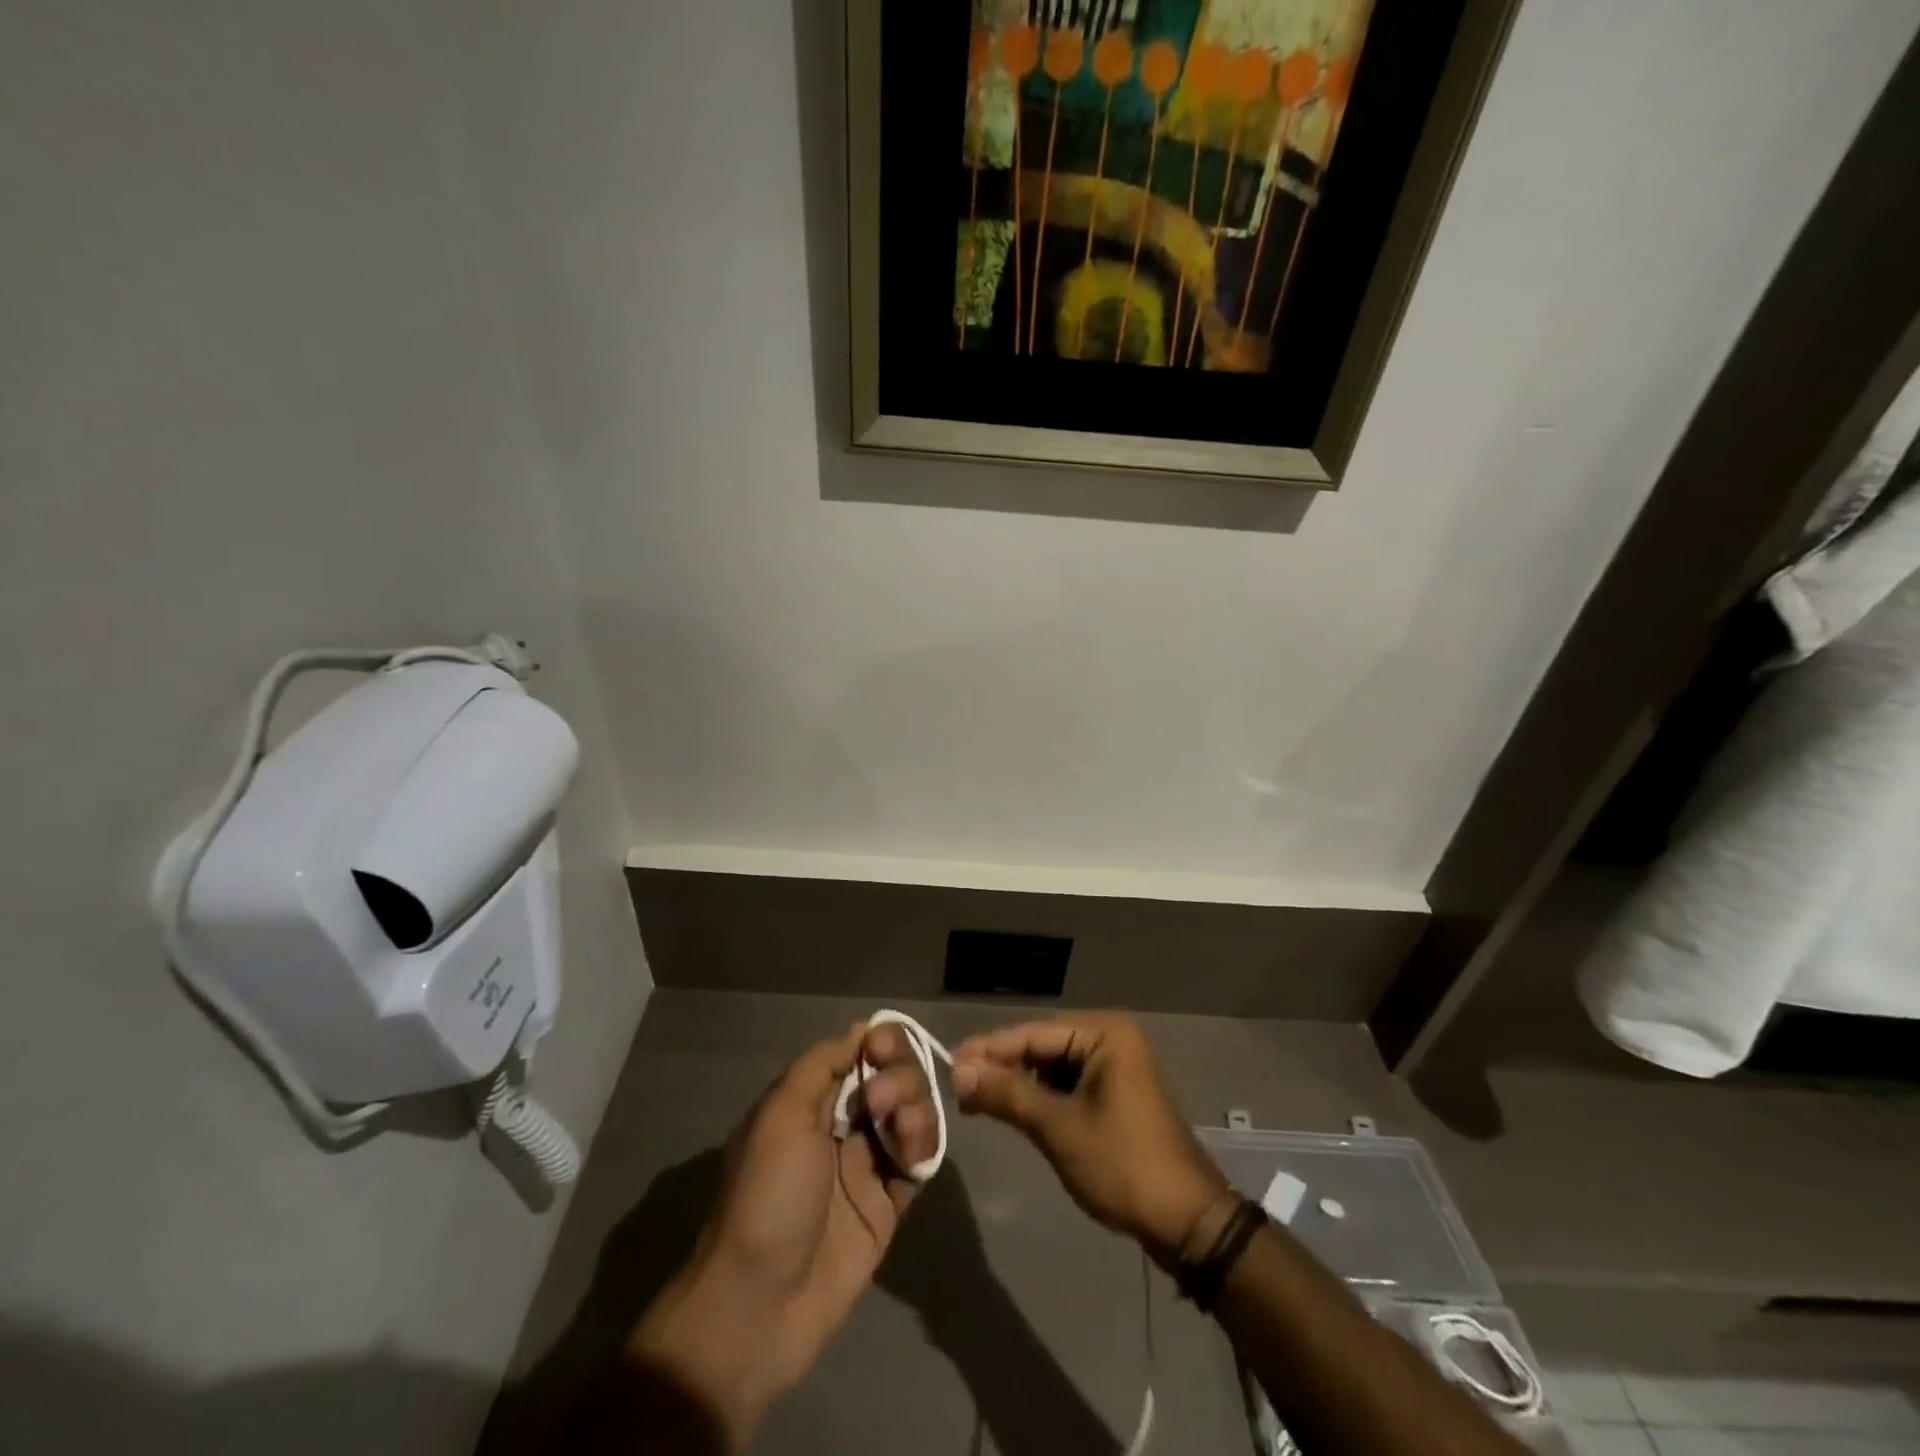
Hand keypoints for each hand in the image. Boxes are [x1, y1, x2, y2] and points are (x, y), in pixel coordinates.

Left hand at [626, 1021, 938, 1447]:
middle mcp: (841, 1126)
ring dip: (915, 1108)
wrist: (760, 1306)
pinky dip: (923, 1147)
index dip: (878, 1042)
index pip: (856, 1053)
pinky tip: (913, 1156)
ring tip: (902, 1130)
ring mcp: (866, 1166)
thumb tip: (861, 1029)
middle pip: (890, 1078)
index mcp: (810, 1103)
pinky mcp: (888, 1205)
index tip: (885, 1045)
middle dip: (898, 1075)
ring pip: (910, 1115)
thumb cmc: (765, 1198)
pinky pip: (919, 1161)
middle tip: (880, 1100)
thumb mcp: (780, 1117)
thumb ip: (821, 1066)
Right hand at [951, 1012, 1226, 1267]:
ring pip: (1051, 1067)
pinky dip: (1039, 1098)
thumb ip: (1007, 1094)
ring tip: (976, 1101)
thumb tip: (957, 1071)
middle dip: (1001, 1068)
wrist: (1186, 1222)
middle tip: (957, 1087)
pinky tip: (1011, 1110)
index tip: (948, 1064)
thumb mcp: (1058, 1128)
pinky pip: (1067, 1085)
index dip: (988, 1049)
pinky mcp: (1115, 1094)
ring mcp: (1115, 1067)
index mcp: (1105, 1033)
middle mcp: (1110, 1038)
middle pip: (1041, 1047)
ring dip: (1017, 1084)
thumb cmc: (1122, 1165)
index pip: (1033, 1033)